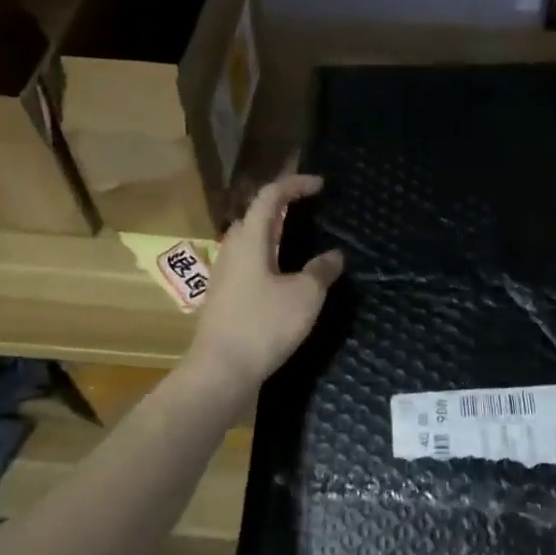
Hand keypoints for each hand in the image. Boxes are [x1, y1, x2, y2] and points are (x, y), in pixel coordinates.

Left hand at [185, 173, 344, 393]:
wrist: (221, 370)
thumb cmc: (264, 325)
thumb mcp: (305, 296)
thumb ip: (321, 271)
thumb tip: (334, 255)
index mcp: (250, 239)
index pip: (270, 196)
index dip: (295, 185)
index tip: (320, 185)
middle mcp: (233, 250)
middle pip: (256, 215)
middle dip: (283, 206)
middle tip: (310, 208)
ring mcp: (225, 274)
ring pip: (251, 241)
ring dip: (275, 232)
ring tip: (301, 239)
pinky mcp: (225, 297)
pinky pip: (250, 263)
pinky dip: (270, 256)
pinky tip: (285, 275)